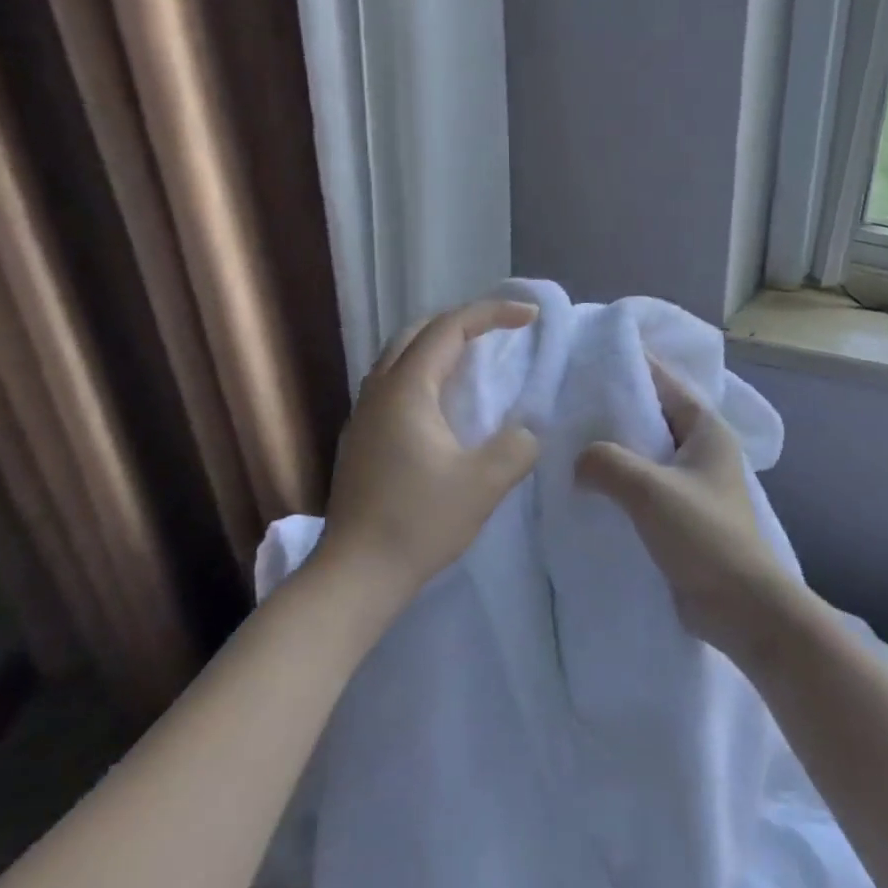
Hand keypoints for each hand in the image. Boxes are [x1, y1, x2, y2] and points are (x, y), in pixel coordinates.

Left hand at [320, 299, 541, 610]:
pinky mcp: (360, 441)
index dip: (491, 314)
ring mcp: (363, 416)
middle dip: (460, 322)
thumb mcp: (483, 484)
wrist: (357, 573)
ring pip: (399, 359)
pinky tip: (442, 407)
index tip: (530, 317)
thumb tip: (526, 432)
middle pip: (416, 333)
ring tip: (473, 361)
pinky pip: (393, 386)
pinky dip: (423, 375)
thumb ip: (516, 447)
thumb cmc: (419, 522)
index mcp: (406, 390)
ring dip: (437, 348)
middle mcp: (378, 392)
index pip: (449, 329)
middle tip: (499, 332)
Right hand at [574, 359, 794, 660]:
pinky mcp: (677, 515)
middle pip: (651, 416)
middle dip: (612, 409)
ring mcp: (689, 485)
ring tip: (565, 440)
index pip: (665, 382)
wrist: (739, 607)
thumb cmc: (703, 536)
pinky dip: (615, 482)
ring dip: (611, 449)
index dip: (631, 365)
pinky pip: (640, 486)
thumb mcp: (650, 489)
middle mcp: (700, 451)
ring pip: (643, 453)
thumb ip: (606, 463)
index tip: (588, 356)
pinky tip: (582, 485)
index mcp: (706, 430)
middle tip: (565, 400)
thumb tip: (578, 461)